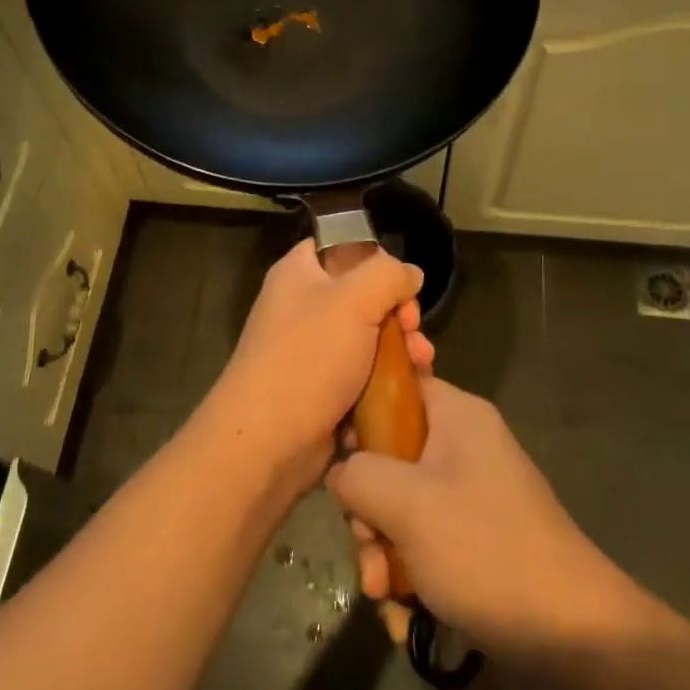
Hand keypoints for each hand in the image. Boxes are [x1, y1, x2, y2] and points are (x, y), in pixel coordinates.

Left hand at [197, 238, 431, 485]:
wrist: (267, 442)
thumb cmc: (307, 359)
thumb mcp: (353, 301)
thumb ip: (388, 275)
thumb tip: (410, 274)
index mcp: (299, 273)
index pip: (342, 246)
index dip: (376, 259)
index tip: (400, 284)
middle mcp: (304, 306)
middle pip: (365, 294)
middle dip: (399, 312)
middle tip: (413, 330)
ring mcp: (313, 350)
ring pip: (371, 337)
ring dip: (402, 347)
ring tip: (421, 363)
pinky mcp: (325, 389)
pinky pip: (365, 373)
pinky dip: (388, 378)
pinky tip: (412, 386)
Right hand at [328, 379, 638, 662]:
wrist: (571, 635)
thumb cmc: (485, 550)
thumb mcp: (408, 505)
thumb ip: (359, 475)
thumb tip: (341, 471)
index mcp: (456, 416)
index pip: (395, 387)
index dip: (359, 416)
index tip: (338, 460)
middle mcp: (464, 445)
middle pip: (390, 455)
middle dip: (369, 511)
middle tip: (367, 550)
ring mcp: (471, 492)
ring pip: (401, 505)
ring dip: (383, 551)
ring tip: (384, 596)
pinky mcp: (475, 536)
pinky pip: (424, 540)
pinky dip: (408, 573)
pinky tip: (403, 616)